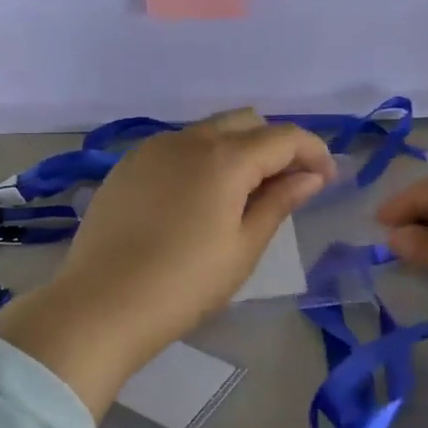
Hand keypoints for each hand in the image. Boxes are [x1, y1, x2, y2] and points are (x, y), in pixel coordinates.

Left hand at [0, 111, 333, 414]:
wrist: (101, 305)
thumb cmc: (185, 285)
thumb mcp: (243, 248)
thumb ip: (279, 202)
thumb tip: (310, 176)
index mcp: (224, 158)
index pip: (284, 137)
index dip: (313, 152)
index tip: (327, 180)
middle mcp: (188, 140)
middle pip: (246, 122)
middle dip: (275, 146)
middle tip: (286, 187)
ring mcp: (152, 149)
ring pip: (209, 132)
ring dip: (237, 151)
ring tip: (242, 196)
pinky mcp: (127, 166)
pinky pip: (177, 148)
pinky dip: (202, 160)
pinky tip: (198, 200)